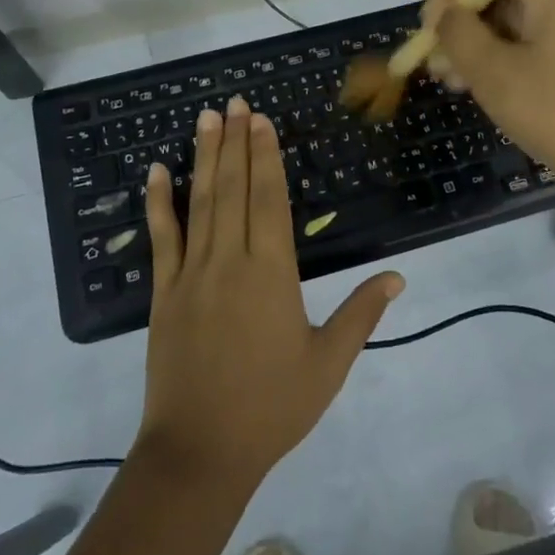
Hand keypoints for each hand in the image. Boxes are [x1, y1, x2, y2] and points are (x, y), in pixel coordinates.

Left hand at [137, 96, 403, 492]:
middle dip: (235, 141)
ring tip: (207, 118)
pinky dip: (158, 202)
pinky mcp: (163, 292)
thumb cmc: (272, 407)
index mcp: (272, 273)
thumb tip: (398, 276)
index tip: (261, 121)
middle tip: (235, 103)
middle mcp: (230, 260)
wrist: (200, 451)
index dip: (265, 156)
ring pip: (200, 202)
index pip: (269, 199)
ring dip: (204, 157)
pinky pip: (161, 238)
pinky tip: (156, 171)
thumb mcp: (328, 363)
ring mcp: (191, 273)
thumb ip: (362, 313)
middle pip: (233, 188)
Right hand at [423, 0, 554, 199]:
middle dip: (464, 16)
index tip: (434, 18)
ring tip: (448, 77)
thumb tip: (446, 15)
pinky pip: (537, 40)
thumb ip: (460, 34)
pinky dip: (505, 54)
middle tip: (434, 53)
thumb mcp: (496, 75)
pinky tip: (479, 85)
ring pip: (519, 17)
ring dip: (479, 40)